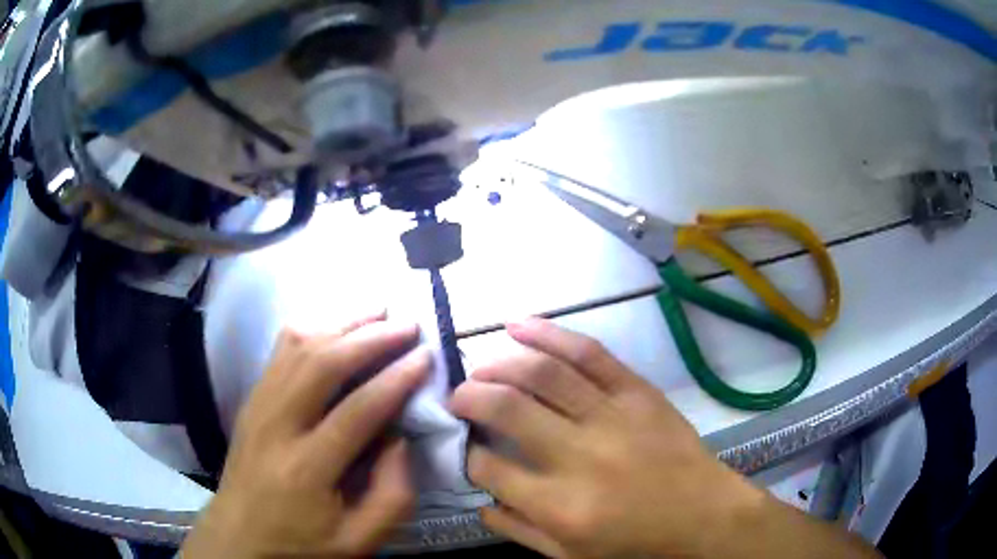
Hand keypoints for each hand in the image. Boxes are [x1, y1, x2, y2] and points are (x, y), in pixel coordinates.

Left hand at [182, 314, 430, 557]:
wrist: (239, 536)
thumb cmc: (302, 543)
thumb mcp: (359, 540)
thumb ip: (392, 494)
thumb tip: (401, 437)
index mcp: (306, 469)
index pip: (357, 411)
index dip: (396, 379)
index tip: (425, 357)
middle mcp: (276, 425)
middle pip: (323, 364)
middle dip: (370, 338)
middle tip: (407, 324)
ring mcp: (258, 405)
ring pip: (298, 346)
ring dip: (341, 323)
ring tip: (377, 310)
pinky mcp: (251, 399)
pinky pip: (279, 350)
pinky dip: (310, 328)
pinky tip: (333, 325)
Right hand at [451, 318, 854, 558]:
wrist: (704, 514)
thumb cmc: (636, 542)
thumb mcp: (571, 556)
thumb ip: (519, 530)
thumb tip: (480, 502)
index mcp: (559, 505)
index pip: (489, 469)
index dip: (469, 455)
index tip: (468, 448)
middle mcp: (579, 456)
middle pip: (506, 410)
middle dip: (469, 397)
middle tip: (457, 397)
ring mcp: (611, 417)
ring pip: (542, 374)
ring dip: (499, 363)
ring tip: (478, 366)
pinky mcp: (636, 391)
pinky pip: (589, 353)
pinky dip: (549, 334)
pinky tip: (518, 325)